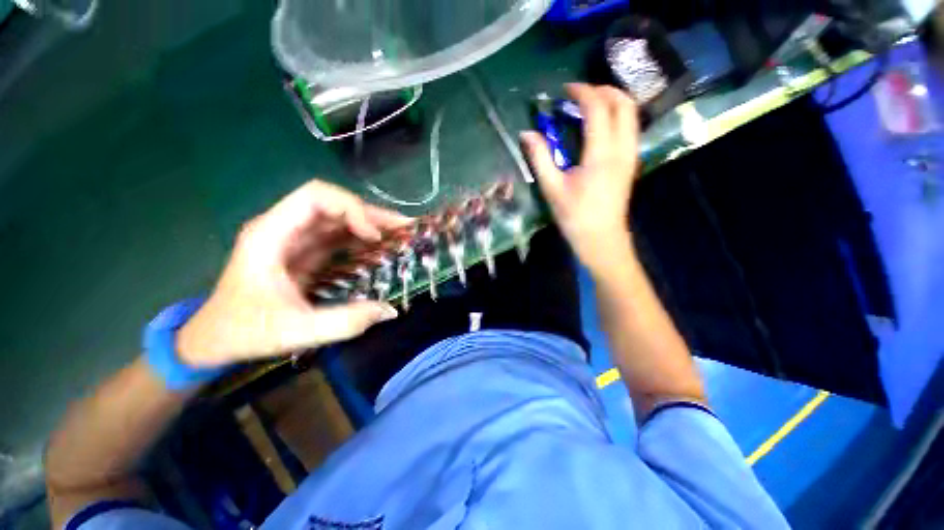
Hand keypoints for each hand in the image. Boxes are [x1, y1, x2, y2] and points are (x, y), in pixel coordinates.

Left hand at [177, 180, 408, 367]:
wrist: (214, 339)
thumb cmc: (244, 332)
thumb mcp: (295, 332)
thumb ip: (344, 322)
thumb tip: (389, 310)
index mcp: (270, 235)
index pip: (315, 197)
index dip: (351, 209)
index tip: (374, 236)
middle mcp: (283, 228)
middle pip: (333, 204)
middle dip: (371, 214)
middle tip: (404, 228)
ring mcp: (295, 240)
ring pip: (339, 218)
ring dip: (371, 223)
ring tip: (400, 234)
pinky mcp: (305, 252)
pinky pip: (338, 237)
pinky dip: (363, 239)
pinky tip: (382, 247)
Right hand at [521, 83, 639, 276]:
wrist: (601, 238)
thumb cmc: (575, 216)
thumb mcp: (552, 189)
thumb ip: (540, 158)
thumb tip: (526, 134)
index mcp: (601, 154)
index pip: (598, 108)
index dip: (582, 92)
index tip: (565, 90)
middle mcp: (622, 148)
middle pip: (624, 103)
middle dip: (603, 90)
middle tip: (580, 94)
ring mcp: (631, 155)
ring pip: (632, 114)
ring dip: (613, 101)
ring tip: (589, 105)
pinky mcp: (631, 162)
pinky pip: (631, 127)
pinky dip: (617, 116)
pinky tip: (600, 126)